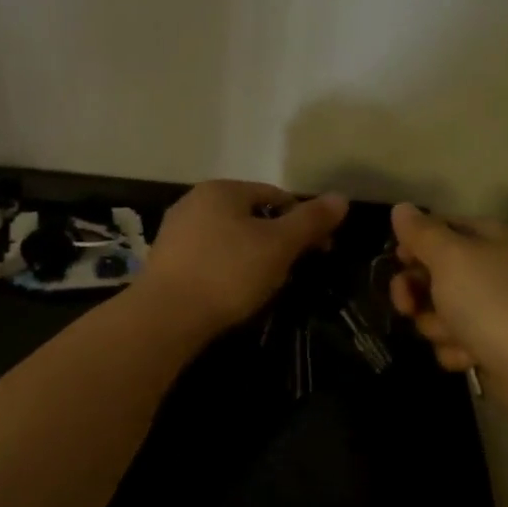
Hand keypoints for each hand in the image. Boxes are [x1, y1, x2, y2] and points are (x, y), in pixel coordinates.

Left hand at [140, 181, 348, 334]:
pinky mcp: (165, 263)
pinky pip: (209, 259)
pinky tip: (233, 293)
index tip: (320, 251)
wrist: (166, 316)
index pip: (275, 196)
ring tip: (266, 286)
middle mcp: (193, 202)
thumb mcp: (279, 245)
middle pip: (251, 216)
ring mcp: (175, 232)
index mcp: (221, 190)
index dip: (303, 222)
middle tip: (294, 271)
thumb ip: (310, 221)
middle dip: (277, 241)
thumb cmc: (228, 273)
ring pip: (229, 239)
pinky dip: (227, 270)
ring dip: (253, 257)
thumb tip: (341, 198)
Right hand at [387, 204, 507, 392]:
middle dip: (417, 292)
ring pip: (441, 311)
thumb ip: (422, 233)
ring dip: (437, 325)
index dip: (415, 243)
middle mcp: (497, 269)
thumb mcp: (451, 258)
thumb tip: (401, 208)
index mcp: (493, 238)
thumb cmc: (493, 303)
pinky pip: (457, 341)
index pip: (443, 227)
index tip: (396, 261)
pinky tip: (469, 357)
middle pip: (437, 272)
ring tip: (454, 336)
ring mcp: (497, 309)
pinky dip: (456, 350)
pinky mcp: (495, 345)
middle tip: (407, 306)